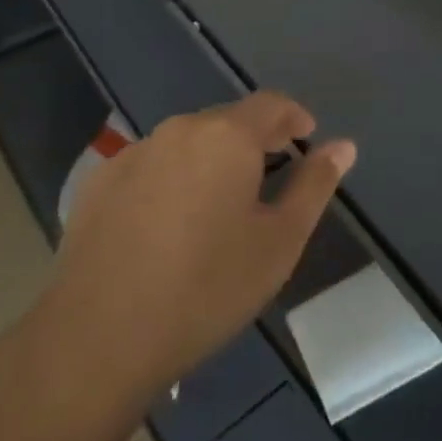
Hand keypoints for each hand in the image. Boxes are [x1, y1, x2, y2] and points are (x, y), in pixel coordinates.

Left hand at [42, 92, 355, 399]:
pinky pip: (149, 167)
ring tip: (216, 207)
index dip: (293, 117)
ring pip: (186, 144)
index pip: (271, 104)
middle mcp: (180, 129)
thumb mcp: (278, 243)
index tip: (306, 137)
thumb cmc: (205, 288)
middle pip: (227, 121)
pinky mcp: (98, 182)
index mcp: (227, 135)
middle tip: (267, 179)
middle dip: (252, 141)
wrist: (98, 337)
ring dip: (209, 162)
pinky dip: (168, 181)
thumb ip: (314, 186)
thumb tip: (343, 145)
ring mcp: (134, 153)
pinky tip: (165, 226)